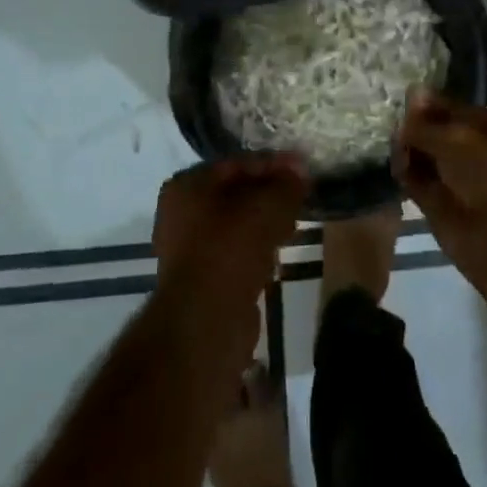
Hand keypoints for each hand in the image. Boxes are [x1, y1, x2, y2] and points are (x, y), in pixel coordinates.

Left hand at [153, 154, 308, 328]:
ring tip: (295, 223)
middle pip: (236, 192)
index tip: (305, 170)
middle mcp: (181, 212)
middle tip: (303, 196)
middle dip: (270, 193)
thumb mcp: (266, 207)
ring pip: (237, 223)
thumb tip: (300, 171)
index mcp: (187, 185)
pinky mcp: (203, 277)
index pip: (237, 163)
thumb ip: (286, 184)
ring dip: (266, 221)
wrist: (205, 322)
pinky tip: (279, 253)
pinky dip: (258, 247)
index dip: (274, 164)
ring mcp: (190, 247)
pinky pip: (236, 250)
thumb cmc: (230, 250)